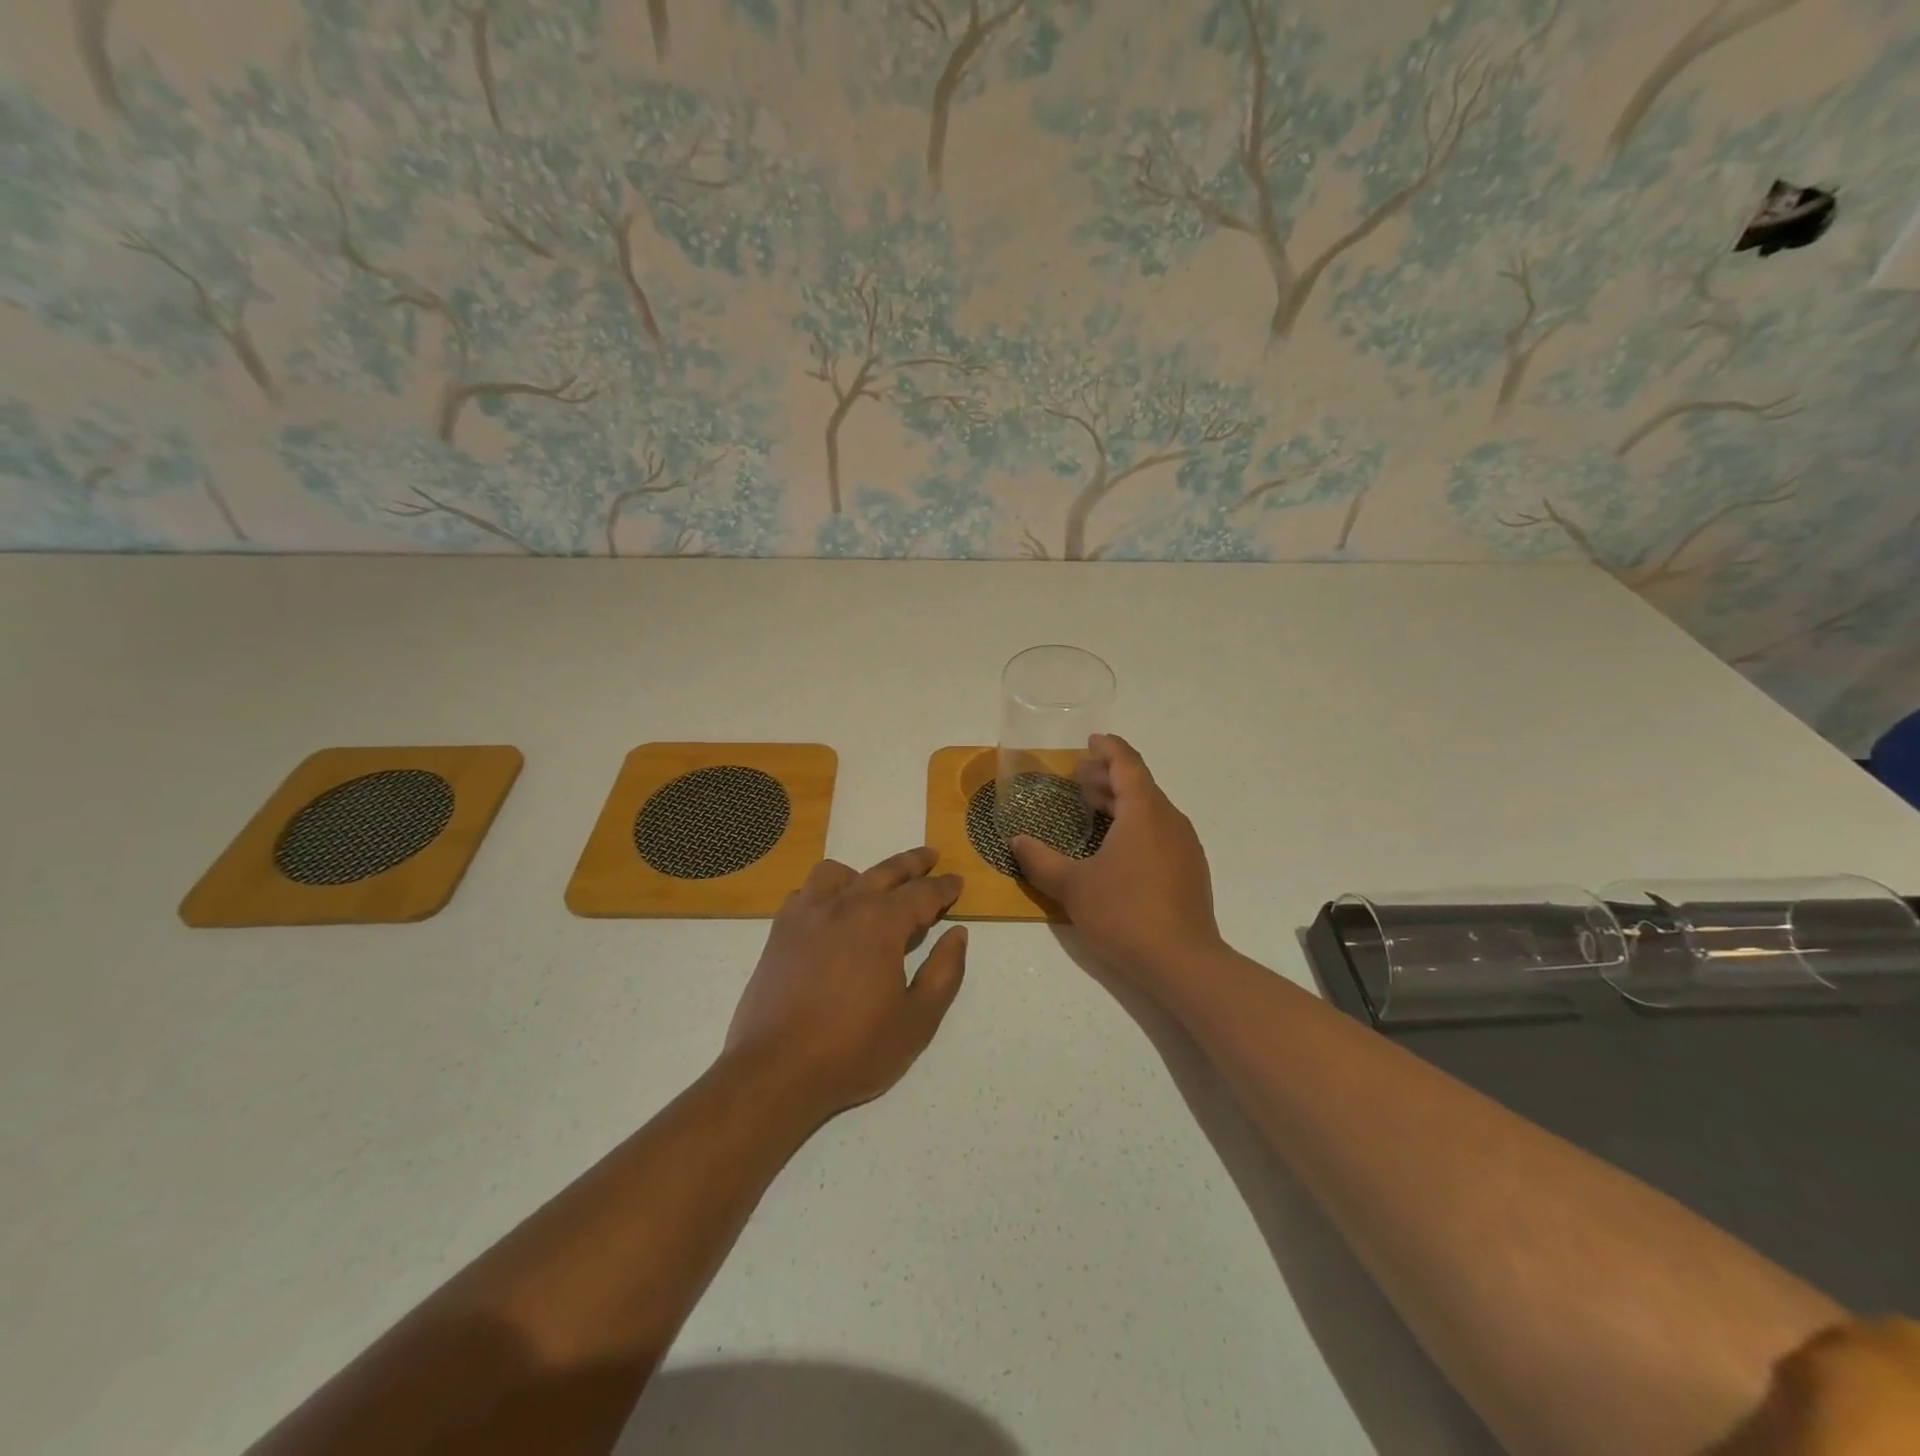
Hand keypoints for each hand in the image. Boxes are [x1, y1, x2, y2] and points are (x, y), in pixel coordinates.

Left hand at [724, 847, 967, 1115]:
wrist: (777, 1071)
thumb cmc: (854, 1050)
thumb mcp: (917, 1020)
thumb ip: (944, 972)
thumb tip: (957, 934)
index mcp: (881, 924)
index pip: (922, 893)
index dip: (943, 887)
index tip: (956, 882)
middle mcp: (844, 906)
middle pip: (884, 872)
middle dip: (912, 863)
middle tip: (930, 857)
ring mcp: (807, 916)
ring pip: (837, 874)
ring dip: (862, 874)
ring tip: (873, 887)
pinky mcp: (779, 932)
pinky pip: (804, 894)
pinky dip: (822, 893)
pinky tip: (828, 912)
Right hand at [1011, 734, 1221, 983]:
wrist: (1183, 962)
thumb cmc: (1125, 913)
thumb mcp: (1073, 887)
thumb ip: (1040, 861)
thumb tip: (1016, 842)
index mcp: (1144, 811)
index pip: (1127, 763)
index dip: (1108, 748)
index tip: (1090, 740)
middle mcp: (1169, 820)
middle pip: (1139, 785)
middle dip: (1108, 776)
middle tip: (1077, 780)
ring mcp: (1184, 846)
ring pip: (1151, 809)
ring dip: (1121, 802)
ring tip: (1092, 809)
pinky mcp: (1189, 870)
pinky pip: (1159, 831)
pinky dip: (1135, 825)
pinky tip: (1116, 848)